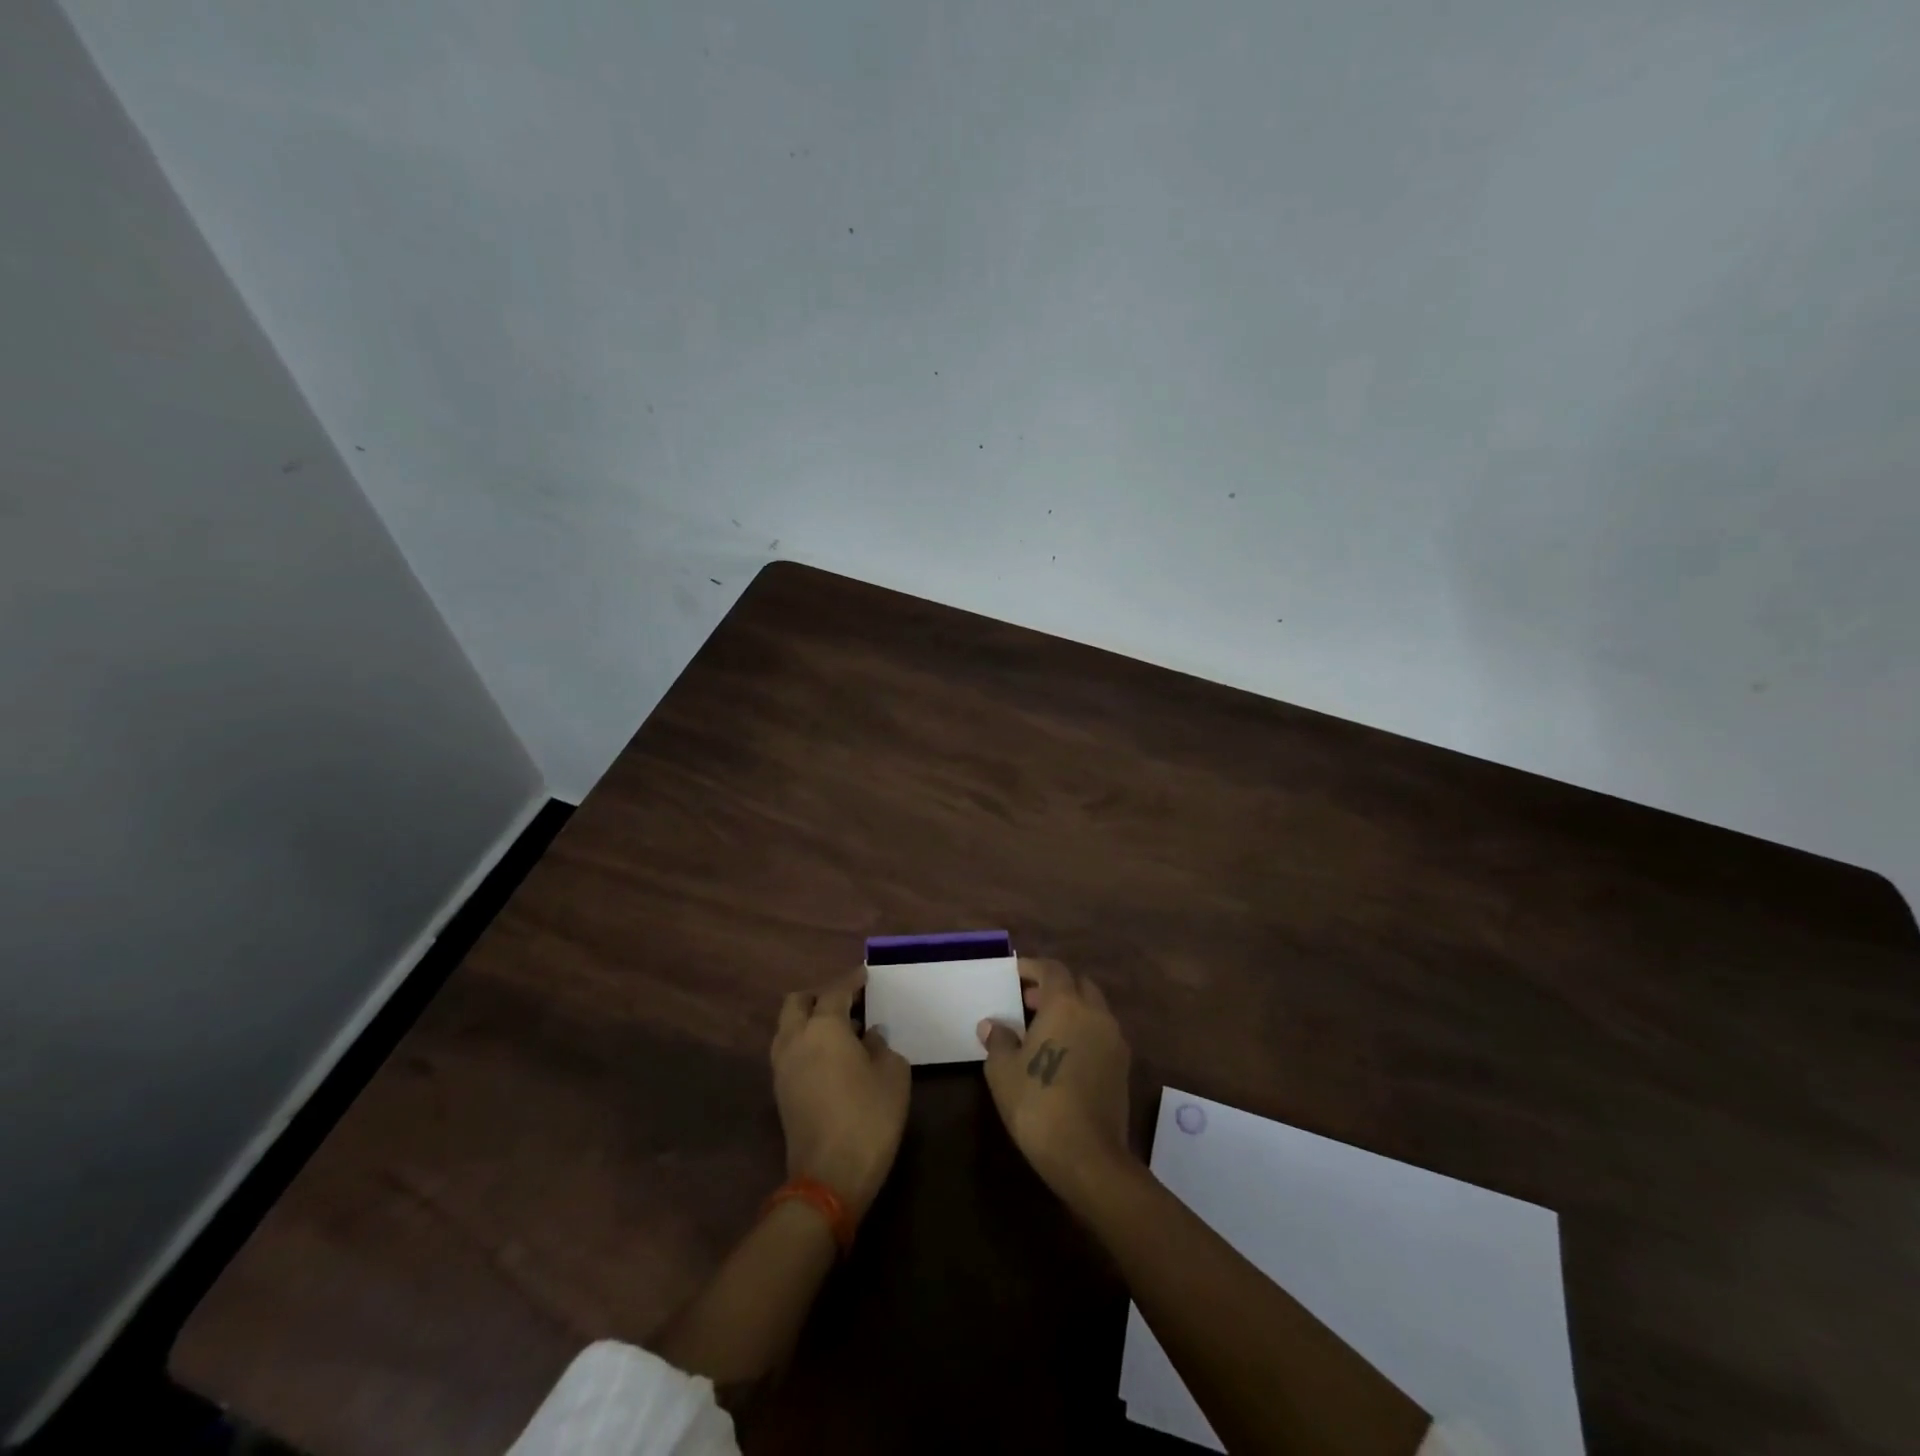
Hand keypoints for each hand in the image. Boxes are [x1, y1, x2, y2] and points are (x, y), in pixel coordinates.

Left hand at [771, 974, 909, 1219]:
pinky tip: (832, 1056)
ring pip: (789, 1026)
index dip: (853, 980)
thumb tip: (871, 1036)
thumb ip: (882, 1046)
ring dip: (810, 1020)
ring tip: (842, 1030)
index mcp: (823, 1026)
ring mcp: (782, 1067)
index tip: (866, 975)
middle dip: (821, 995)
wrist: (829, 1178)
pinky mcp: (780, 1092)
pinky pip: (790, 1050)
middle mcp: (795, 1038)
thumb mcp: (893, 1074)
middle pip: (798, 1001)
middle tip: (849, 1002)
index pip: (836, 990)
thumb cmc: (868, 1117)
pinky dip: (806, 1042)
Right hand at [978, 959, 1132, 1197]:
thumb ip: (998, 1040)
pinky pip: (1101, 1033)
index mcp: (1066, 1004)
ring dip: (1071, 1009)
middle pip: (1078, 984)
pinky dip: (1083, 1031)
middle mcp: (1095, 1013)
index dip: (1032, 968)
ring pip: (1093, 1009)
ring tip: (1043, 1029)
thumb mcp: (1003, 1070)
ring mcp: (1114, 1040)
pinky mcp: (1123, 1066)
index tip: (1014, 974)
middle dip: (1054, 987)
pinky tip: (1063, 1053)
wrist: (1087, 1155)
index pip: (1052, 969)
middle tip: (1027, 1001)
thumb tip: (993, 1025)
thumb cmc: (1037, 1103)